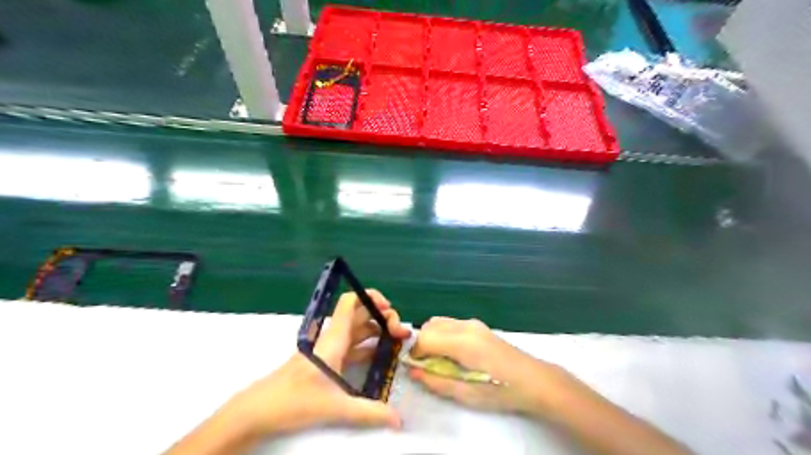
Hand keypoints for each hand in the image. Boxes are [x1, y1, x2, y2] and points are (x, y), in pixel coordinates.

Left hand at [222, 289, 409, 435]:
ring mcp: (331, 349)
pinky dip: (369, 347)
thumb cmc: (294, 400)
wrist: (260, 410)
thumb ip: (369, 412)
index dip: (371, 296)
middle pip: (361, 314)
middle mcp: (334, 338)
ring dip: (378, 332)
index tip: (389, 309)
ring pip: (359, 330)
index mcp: (335, 338)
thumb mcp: (335, 407)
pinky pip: (354, 347)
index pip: (351, 302)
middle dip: (383, 317)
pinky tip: (380, 358)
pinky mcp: (329, 361)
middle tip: (400, 333)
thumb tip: (399, 420)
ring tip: (397, 343)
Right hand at [410, 316, 565, 415]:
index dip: (415, 353)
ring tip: (439, 359)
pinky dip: (442, 334)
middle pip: (429, 326)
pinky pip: (450, 323)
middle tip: (427, 365)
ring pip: (438, 322)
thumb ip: (436, 381)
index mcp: (463, 342)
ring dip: (431, 338)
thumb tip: (413, 371)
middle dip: (422, 344)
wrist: (533, 379)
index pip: (425, 337)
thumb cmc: (501, 390)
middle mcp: (465, 326)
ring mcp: (472, 323)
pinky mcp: (478, 325)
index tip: (416, 368)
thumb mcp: (466, 394)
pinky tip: (453, 353)